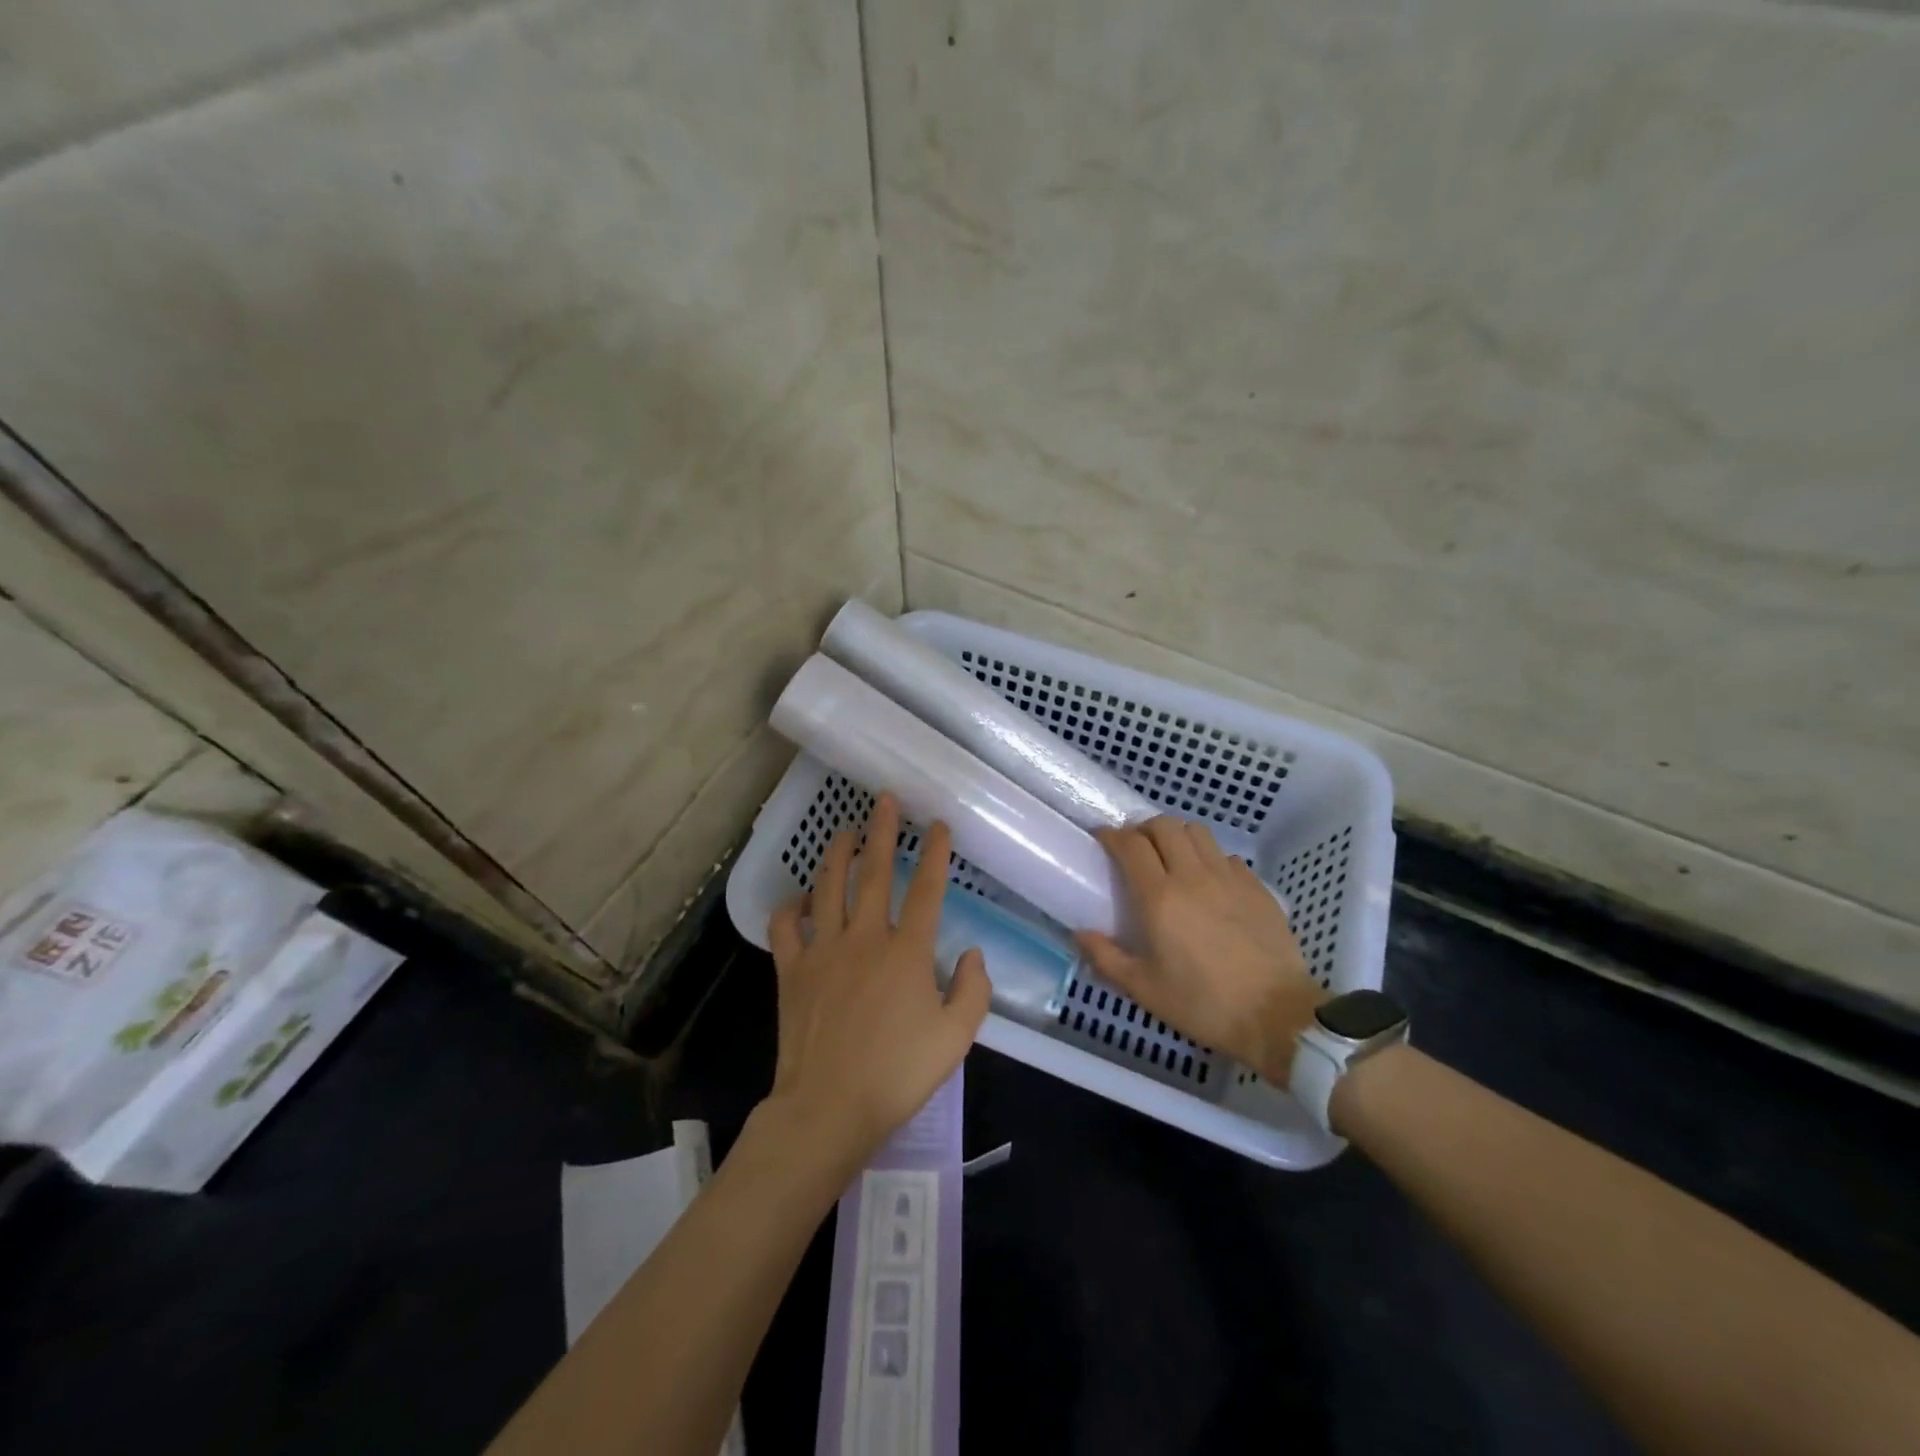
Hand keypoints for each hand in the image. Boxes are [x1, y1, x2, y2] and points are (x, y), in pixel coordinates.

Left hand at [764, 793, 989, 1177]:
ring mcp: (824, 950)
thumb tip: (971, 954)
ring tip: (846, 831)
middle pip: (874, 873)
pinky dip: (791, 907)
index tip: (937, 826)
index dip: (934, 853)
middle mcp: (865, 938)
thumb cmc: (897, 1074)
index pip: (926, 889)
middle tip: (884, 800)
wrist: (828, 1107)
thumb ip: (973, 990)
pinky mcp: (793, 970)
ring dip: (838, 854)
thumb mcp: (956, 1038)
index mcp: (907, 951)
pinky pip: (786, 927)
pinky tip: (800, 898)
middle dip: (882, 832)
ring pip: (828, 887)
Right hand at [1077, 817, 1322, 1085]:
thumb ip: (1106, 958)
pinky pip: (1226, 856)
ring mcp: (1229, 878)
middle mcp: (1192, 876)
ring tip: (1171, 857)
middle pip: (1164, 825)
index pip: (1131, 845)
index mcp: (1160, 898)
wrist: (1276, 1016)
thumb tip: (1079, 933)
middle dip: (1144, 829)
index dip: (1112, 835)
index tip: (1102, 839)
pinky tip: (1209, 882)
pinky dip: (1210, 858)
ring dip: (1177, 836)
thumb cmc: (1203, 1004)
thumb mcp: (1145, 989)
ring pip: (1198, 832)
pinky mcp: (1256, 887)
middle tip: (1136, 848)